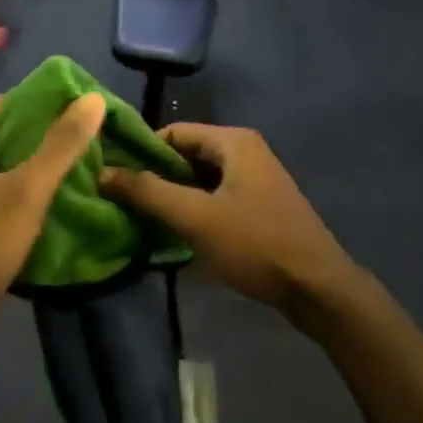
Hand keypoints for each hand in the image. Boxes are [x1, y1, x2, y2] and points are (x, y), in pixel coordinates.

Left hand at [0, 90, 107, 311]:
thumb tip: (93, 98)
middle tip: (89, 136)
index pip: (5, 104)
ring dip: (40, 167)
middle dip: (46, 135)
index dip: (42, 101)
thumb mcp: (28, 188)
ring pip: (8, 169)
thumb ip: (61, 144)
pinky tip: (61, 201)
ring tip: (84, 165)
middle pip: (7, 136)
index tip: (80, 106)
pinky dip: (30, 194)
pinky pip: (5, 197)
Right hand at [103, 124, 355, 325]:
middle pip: (187, 155)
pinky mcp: (261, 206)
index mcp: (233, 141)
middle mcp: (245, 151)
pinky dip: (196, 210)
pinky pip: (217, 197)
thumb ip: (148, 192)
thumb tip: (103, 172)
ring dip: (175, 197)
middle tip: (126, 204)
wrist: (319, 289)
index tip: (117, 179)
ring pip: (201, 179)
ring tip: (145, 221)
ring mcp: (256, 179)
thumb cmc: (256, 244)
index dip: (143, 153)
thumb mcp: (196, 218)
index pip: (173, 132)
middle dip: (158, 177)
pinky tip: (178, 235)